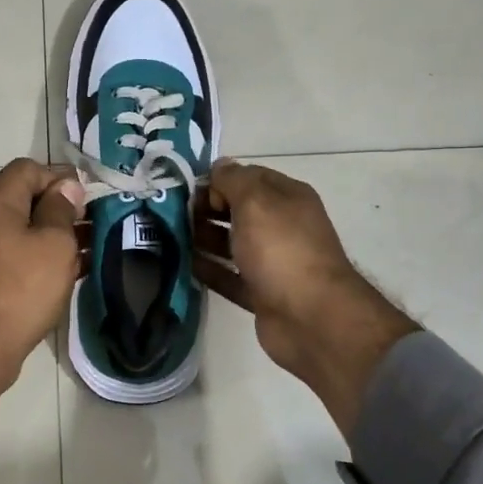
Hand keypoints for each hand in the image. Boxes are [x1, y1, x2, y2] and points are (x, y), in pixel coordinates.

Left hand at [0, 158, 86, 455]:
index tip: (87, 197)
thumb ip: (61, 209)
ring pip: (17, 229)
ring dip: (50, 234)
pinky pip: (9, 254)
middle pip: (21, 198)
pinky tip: (65, 272)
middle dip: (59, 208)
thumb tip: (65, 188)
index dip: (60, 177)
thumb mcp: (54, 245)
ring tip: (86, 249)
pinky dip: (35, 256)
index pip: (27, 169)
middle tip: (91, 224)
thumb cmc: (21, 289)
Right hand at [194, 160, 416, 434]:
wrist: (311, 317)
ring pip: (232, 244)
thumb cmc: (282, 249)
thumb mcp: (255, 201)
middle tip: (174, 215)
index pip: (249, 177)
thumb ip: (233, 180)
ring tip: (171, 237)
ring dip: (204, 238)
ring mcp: (273, 262)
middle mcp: (282, 226)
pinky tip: (184, 265)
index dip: (219, 180)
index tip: (190, 190)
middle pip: (238, 210)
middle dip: (207, 209)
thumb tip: (219, 166)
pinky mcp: (262, 294)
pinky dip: (210, 270)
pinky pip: (230, 276)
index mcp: (288, 198)